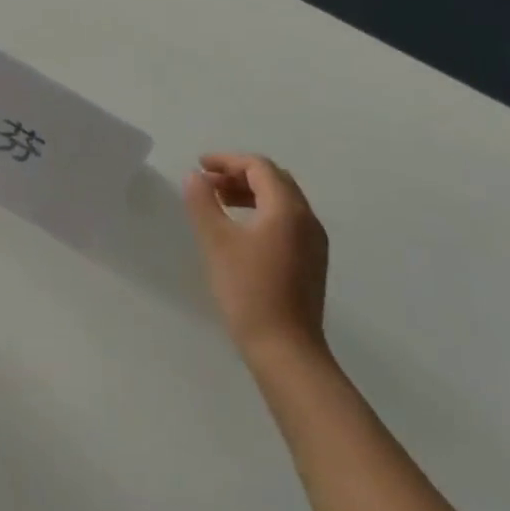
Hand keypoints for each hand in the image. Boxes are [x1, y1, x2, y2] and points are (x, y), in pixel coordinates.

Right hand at [183, 154, 329, 370]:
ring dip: (250, 192)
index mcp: (287, 209)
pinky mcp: (311, 262)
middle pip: (274, 180)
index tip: (199, 165)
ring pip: (282, 200)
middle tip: (208, 182)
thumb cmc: (248, 290)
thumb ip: (203, 203)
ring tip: (219, 202)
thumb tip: (195, 177)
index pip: (259, 167)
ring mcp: (314, 243)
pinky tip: (241, 229)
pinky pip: (287, 220)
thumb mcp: (217, 241)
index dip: (227, 160)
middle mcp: (307, 219)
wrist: (286, 349)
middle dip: (239, 174)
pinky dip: (262, 211)